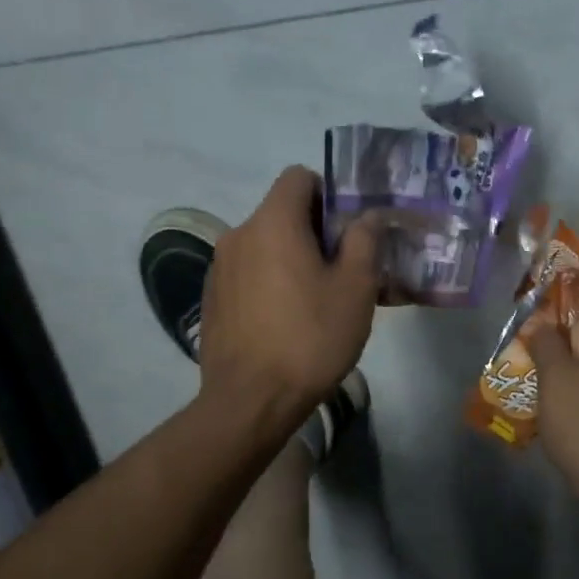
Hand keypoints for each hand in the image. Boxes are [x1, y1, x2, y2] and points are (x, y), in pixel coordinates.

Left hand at [199, 166, 380, 422]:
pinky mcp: (211, 298)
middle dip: (315, 230)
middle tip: (344, 268)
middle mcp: (238, 234)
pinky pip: (248, 272)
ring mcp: (219, 267)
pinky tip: (286, 319)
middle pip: (282, 212)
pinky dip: (270, 280)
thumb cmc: (311, 338)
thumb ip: (364, 240)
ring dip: (292, 257)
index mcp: (273, 223)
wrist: (250, 401)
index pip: (298, 177)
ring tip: (317, 298)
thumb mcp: (356, 288)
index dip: (328, 192)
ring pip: (265, 244)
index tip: (348, 228)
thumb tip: (367, 216)